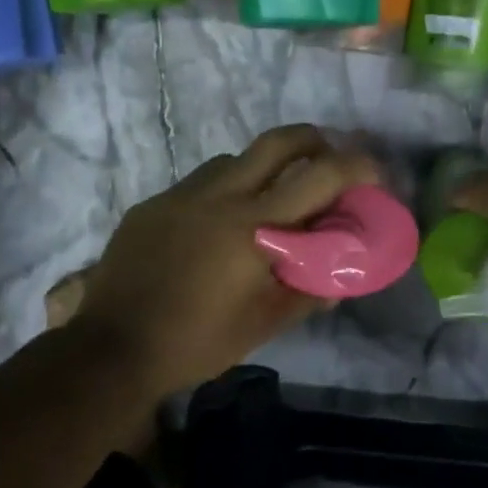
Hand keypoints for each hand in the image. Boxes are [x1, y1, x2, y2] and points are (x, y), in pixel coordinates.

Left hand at [73, 125, 382, 396]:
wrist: (113, 347)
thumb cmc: (196, 343)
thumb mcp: (262, 325)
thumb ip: (306, 294)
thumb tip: (338, 279)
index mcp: (253, 228)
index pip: (319, 178)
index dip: (356, 167)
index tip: (374, 173)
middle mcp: (220, 197)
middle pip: (277, 142)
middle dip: (313, 139)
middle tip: (327, 156)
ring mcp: (181, 196)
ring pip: (234, 160)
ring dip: (262, 168)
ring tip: (268, 199)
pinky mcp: (152, 206)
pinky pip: (198, 184)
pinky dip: (222, 191)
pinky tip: (215, 226)